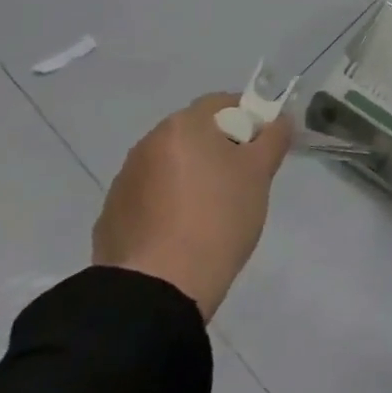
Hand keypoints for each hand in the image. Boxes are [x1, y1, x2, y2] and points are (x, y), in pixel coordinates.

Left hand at [92, 92, 290, 318]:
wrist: (157, 289)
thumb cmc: (217, 218)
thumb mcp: (259, 174)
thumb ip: (273, 138)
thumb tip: (280, 119)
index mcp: (182, 126)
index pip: (222, 103)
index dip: (247, 119)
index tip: (260, 150)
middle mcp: (148, 144)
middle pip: (194, 134)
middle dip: (218, 150)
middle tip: (241, 183)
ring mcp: (125, 181)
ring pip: (170, 166)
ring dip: (190, 178)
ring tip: (209, 215)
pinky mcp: (111, 217)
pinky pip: (149, 199)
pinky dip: (166, 206)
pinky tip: (180, 236)